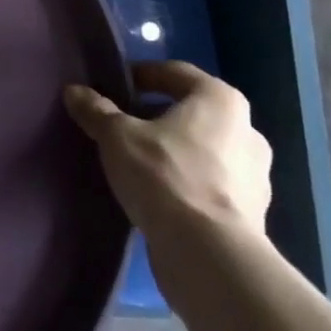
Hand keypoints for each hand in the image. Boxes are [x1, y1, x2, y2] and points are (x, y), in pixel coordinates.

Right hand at [64, 60, 270, 249]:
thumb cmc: (165, 175)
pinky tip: (157, 194)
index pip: (176, 73)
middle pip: (192, 113)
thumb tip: (74, 92)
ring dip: (174, 151)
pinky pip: (210, 185)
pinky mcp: (252, 217)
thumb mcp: (117, 135)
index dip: (142, 76)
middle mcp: (247, 132)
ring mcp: (255, 178)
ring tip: (137, 162)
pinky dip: (186, 183)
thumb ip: (96, 110)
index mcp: (221, 101)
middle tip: (124, 124)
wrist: (210, 257)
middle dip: (158, 116)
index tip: (116, 87)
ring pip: (204, 150)